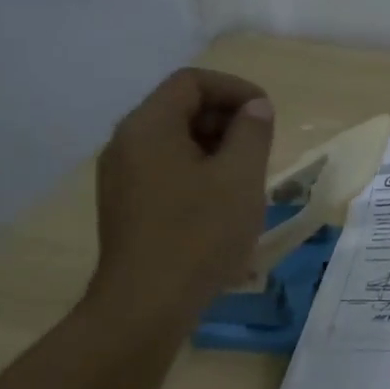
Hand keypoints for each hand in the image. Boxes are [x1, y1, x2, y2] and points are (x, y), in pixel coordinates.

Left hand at [83, 68, 274, 327]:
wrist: (146, 306)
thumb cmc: (198, 235)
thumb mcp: (240, 178)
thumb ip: (252, 132)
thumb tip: (255, 108)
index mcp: (148, 126)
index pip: (191, 82)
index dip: (235, 89)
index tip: (267, 115)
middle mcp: (126, 143)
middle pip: (180, 108)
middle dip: (227, 119)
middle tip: (262, 148)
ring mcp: (122, 177)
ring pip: (174, 142)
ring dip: (216, 148)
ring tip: (248, 178)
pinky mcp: (127, 206)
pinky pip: (166, 170)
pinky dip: (198, 172)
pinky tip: (223, 204)